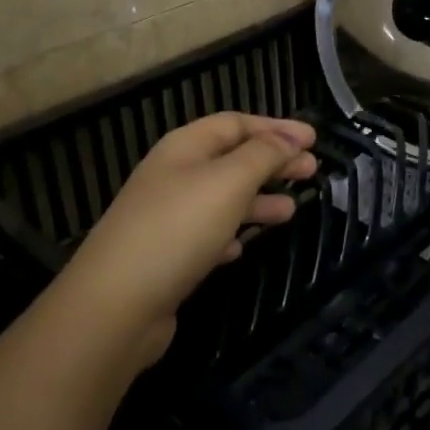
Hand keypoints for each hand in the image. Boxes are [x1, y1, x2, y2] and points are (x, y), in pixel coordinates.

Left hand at [59, 112, 317, 361]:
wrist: (115, 305)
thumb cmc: (178, 229)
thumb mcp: (229, 181)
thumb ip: (263, 155)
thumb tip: (290, 137)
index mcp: (185, 147)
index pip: (236, 123)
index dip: (276, 128)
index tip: (314, 140)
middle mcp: (173, 175)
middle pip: (231, 159)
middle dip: (273, 162)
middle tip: (312, 171)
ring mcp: (167, 217)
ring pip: (222, 198)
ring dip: (258, 199)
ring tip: (292, 210)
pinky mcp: (166, 256)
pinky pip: (207, 234)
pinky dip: (232, 233)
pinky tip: (244, 246)